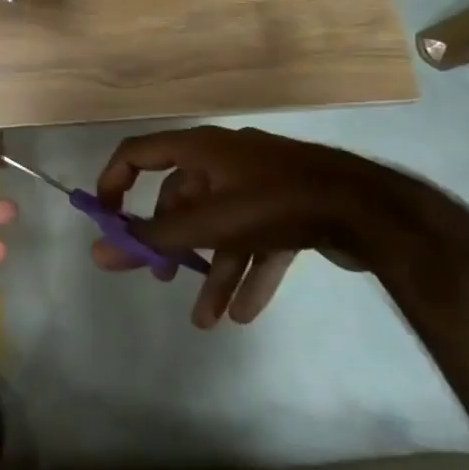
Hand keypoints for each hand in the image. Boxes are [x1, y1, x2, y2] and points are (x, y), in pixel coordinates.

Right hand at [93, 126, 449, 327]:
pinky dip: (248, 273)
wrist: (369, 209)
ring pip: (222, 228)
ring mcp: (261, 184)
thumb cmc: (274, 203)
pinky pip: (258, 241)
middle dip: (170, 243)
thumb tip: (99, 250)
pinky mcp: (292, 210)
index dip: (114, 181)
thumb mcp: (208, 223)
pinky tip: (245, 314)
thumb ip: (152, 239)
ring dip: (211, 272)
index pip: (138, 154)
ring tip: (206, 319)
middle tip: (159, 276)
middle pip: (182, 200)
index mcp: (200, 149)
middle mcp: (225, 160)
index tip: (105, 219)